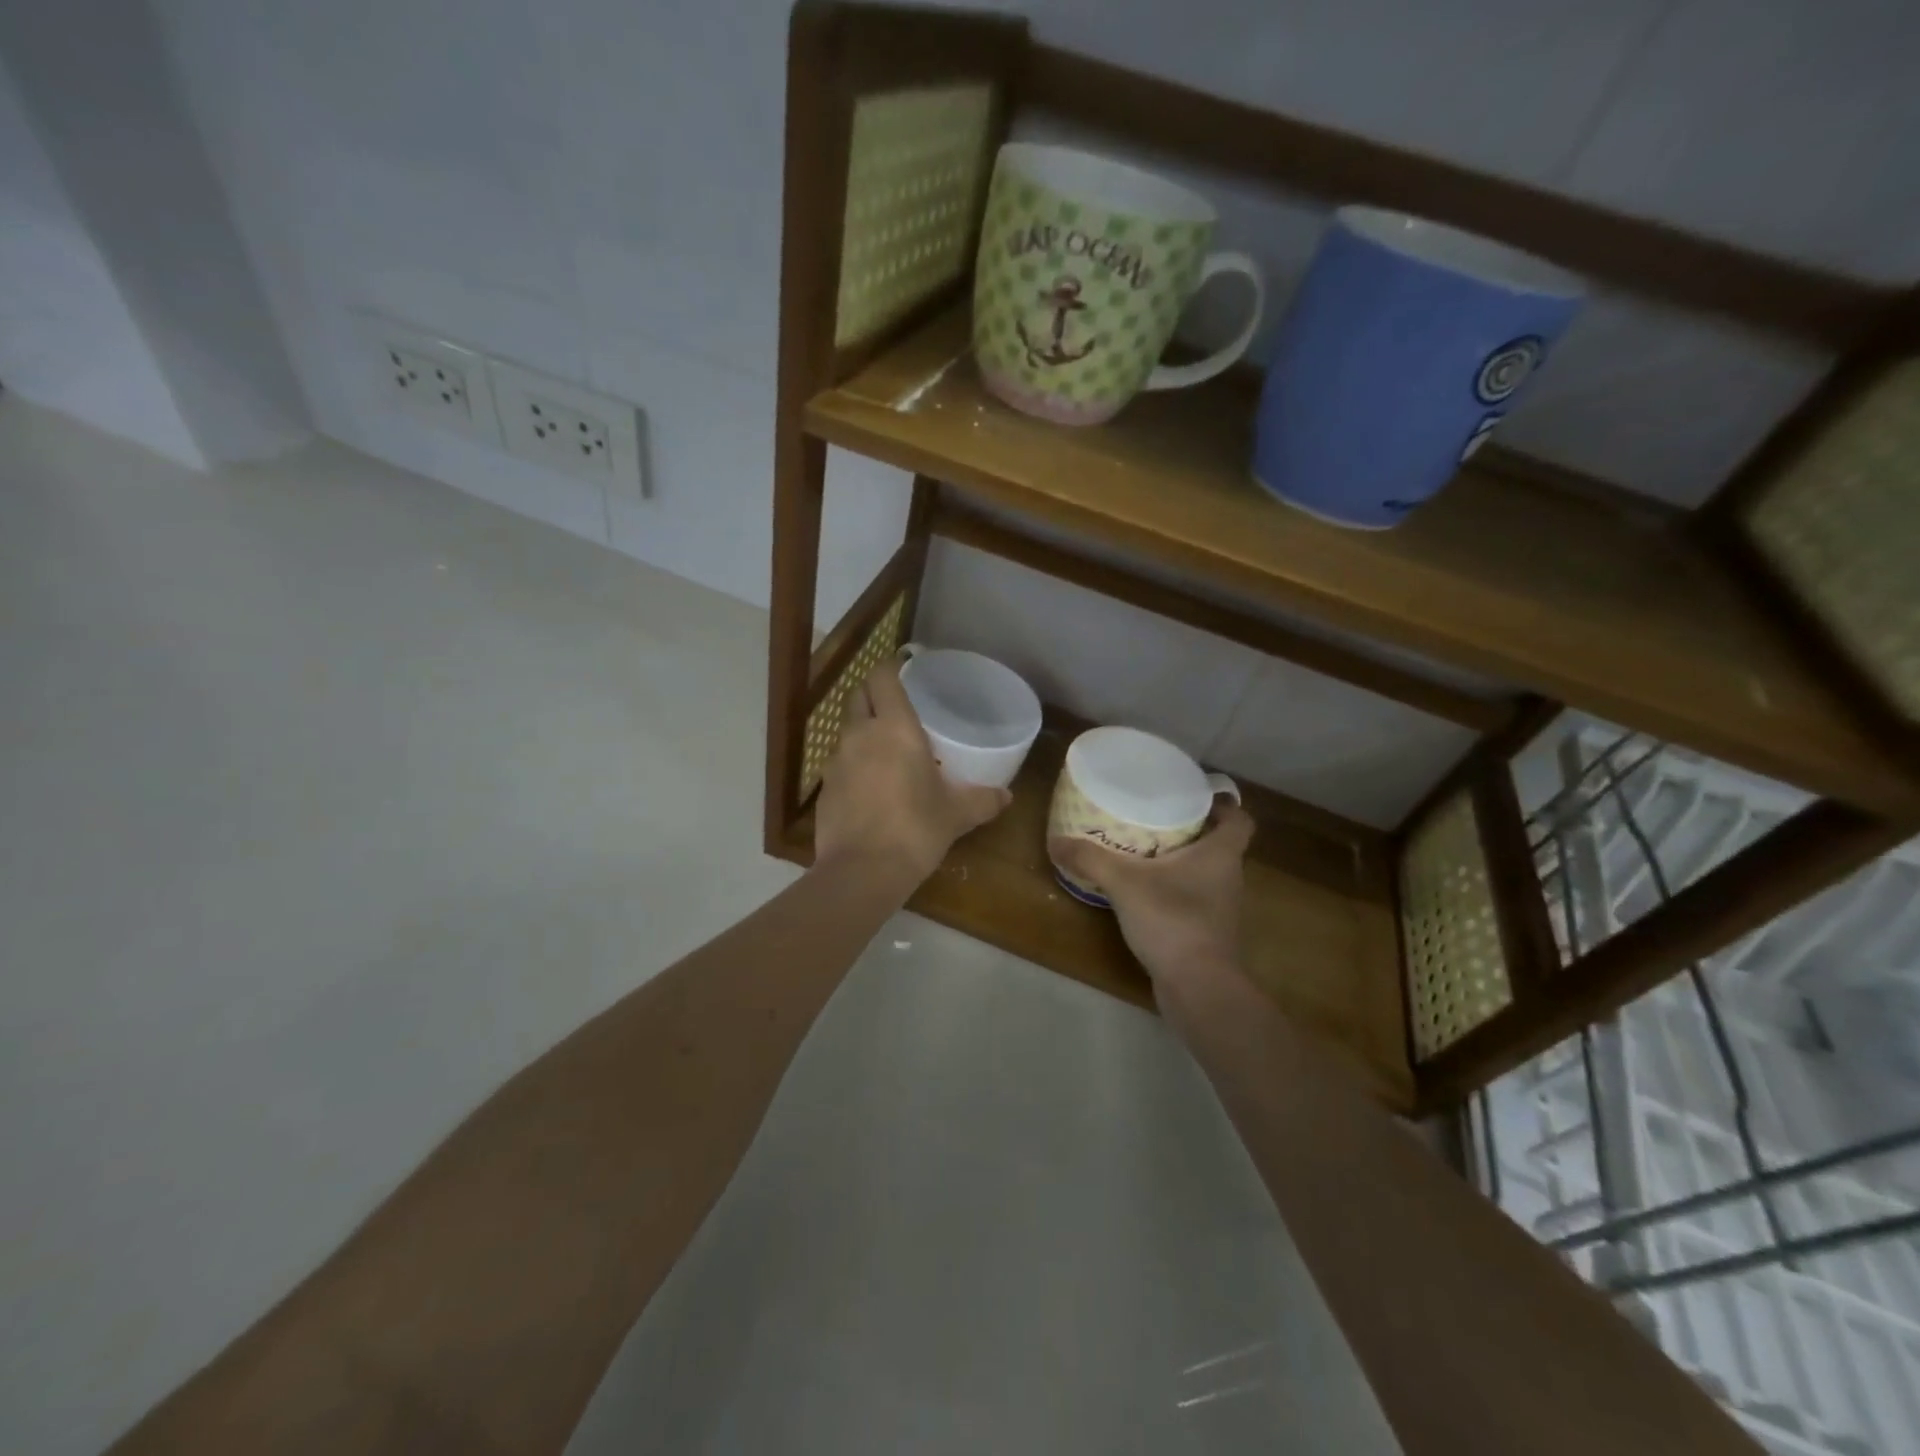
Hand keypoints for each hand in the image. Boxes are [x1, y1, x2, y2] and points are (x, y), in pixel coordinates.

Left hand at [813, 659, 1010, 883]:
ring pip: (847, 731)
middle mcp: (859, 735)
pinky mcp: (824, 788)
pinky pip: (840, 764)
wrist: (862, 871)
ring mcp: (836, 761)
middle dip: (873, 695)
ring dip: (863, 732)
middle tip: (897, 708)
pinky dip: (854, 765)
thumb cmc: (915, 829)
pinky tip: (870, 788)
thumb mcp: (956, 814)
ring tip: (886, 751)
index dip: (890, 668)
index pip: (881, 676)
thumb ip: (982, 800)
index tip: (905, 671)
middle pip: (858, 696)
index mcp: (894, 728)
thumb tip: (1007, 797)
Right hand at [1048, 805, 1254, 987]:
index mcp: (1221, 854)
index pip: (1239, 820)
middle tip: (1156, 818)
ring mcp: (1221, 909)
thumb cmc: (1173, 920)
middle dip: (1192, 830)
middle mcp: (1229, 878)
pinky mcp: (1209, 934)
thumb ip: (1090, 859)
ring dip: (1182, 862)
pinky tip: (1145, 894)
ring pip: (1206, 874)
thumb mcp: (1124, 883)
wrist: (1198, 987)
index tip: (1194, 797)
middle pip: (1219, 844)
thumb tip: (1055, 841)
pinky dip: (1175, 892)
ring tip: (1145, 852)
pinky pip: (1194, 900)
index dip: (1223, 806)